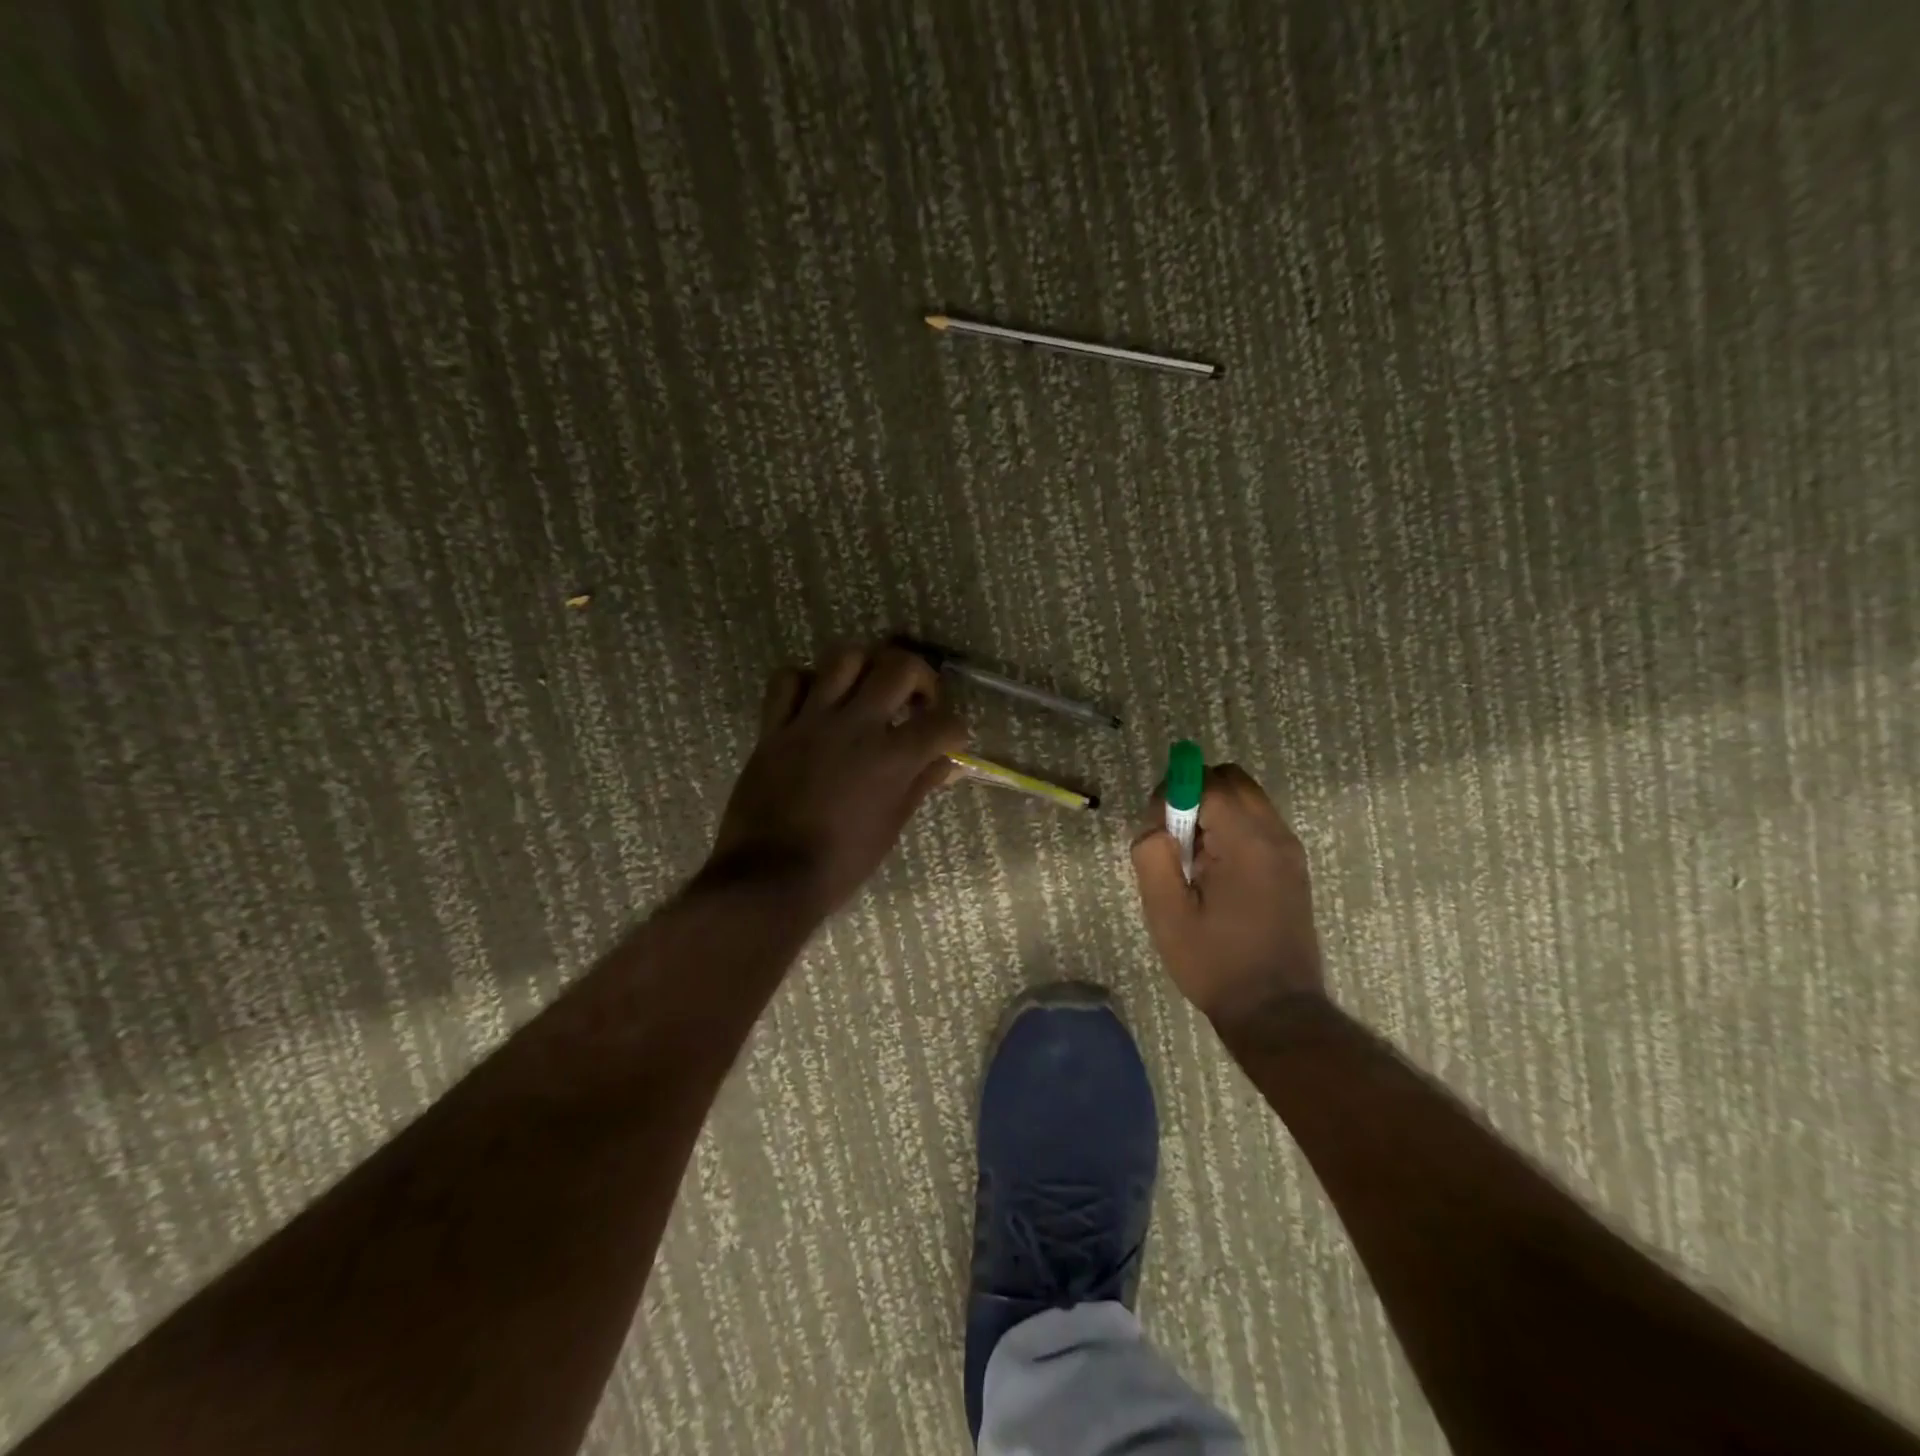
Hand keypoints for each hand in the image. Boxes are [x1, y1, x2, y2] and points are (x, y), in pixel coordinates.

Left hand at [705, 643, 967, 917]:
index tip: (950, 740)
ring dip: (866, 666)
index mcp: (892, 758)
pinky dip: (806, 682)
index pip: (943, 723)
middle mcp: (856, 726)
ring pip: (844, 657)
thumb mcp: (891, 827)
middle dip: (921, 676)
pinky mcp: (775, 727)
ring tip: (869, 688)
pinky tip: (816, 701)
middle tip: (917, 700)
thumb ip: (919, 785)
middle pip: (899, 666)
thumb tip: (946, 764)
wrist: (771, 877)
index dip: (956, 729)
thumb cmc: (841, 863)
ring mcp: (811, 721)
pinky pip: (789, 680)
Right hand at [1130, 763, 1324, 1028]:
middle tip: (1175, 839)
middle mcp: (1276, 835)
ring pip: (1246, 798)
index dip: (1174, 795)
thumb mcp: (1166, 913)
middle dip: (1195, 794)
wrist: (1275, 1011)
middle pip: (1231, 779)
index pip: (1208, 783)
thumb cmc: (1215, 963)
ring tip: (1195, 860)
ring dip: (1213, 811)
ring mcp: (1290, 849)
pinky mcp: (1293, 866)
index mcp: (1247, 843)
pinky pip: (1257, 822)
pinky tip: (1216, 872)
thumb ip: (1153, 855)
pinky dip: (1231, 828)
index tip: (1158, 830)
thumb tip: (1156, 825)